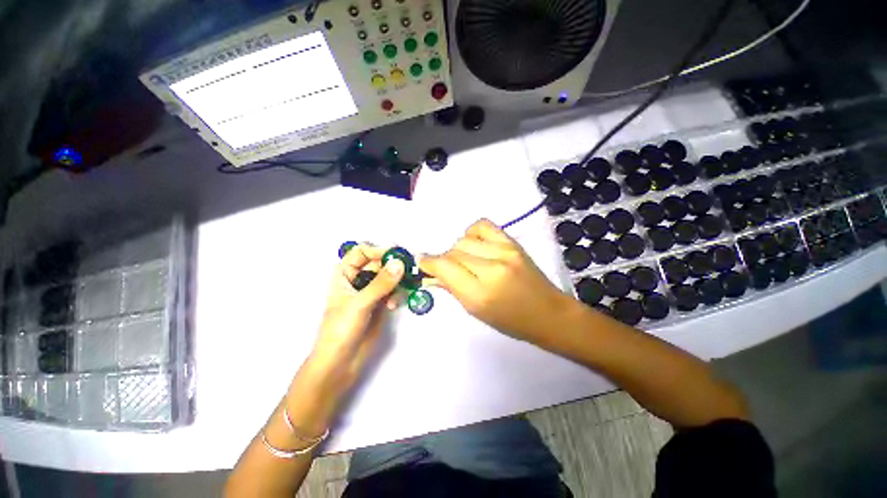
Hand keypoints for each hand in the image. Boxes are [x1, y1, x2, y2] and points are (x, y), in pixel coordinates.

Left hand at [308, 244, 404, 392]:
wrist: (340, 363)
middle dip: (393, 265)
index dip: (378, 250)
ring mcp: (371, 292)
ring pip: (389, 276)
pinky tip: (394, 305)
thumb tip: (400, 263)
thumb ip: (381, 283)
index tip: (397, 254)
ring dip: (397, 281)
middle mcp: (358, 279)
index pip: (362, 252)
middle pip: (379, 263)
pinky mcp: (381, 304)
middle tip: (408, 268)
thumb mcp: (359, 304)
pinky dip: (397, 294)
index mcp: (345, 274)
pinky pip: (393, 291)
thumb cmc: (340, 330)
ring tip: (400, 291)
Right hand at [419, 219, 572, 343]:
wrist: (547, 312)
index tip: (423, 263)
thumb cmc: (509, 321)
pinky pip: (482, 225)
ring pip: (464, 239)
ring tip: (466, 259)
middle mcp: (491, 268)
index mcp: (480, 294)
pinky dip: (472, 233)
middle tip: (449, 269)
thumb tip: (433, 272)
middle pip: (453, 251)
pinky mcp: (513, 242)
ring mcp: (504, 251)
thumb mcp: (475, 311)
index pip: (444, 267)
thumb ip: (452, 288)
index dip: (429, 263)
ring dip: (458, 249)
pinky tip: (476, 244)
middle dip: (445, 259)